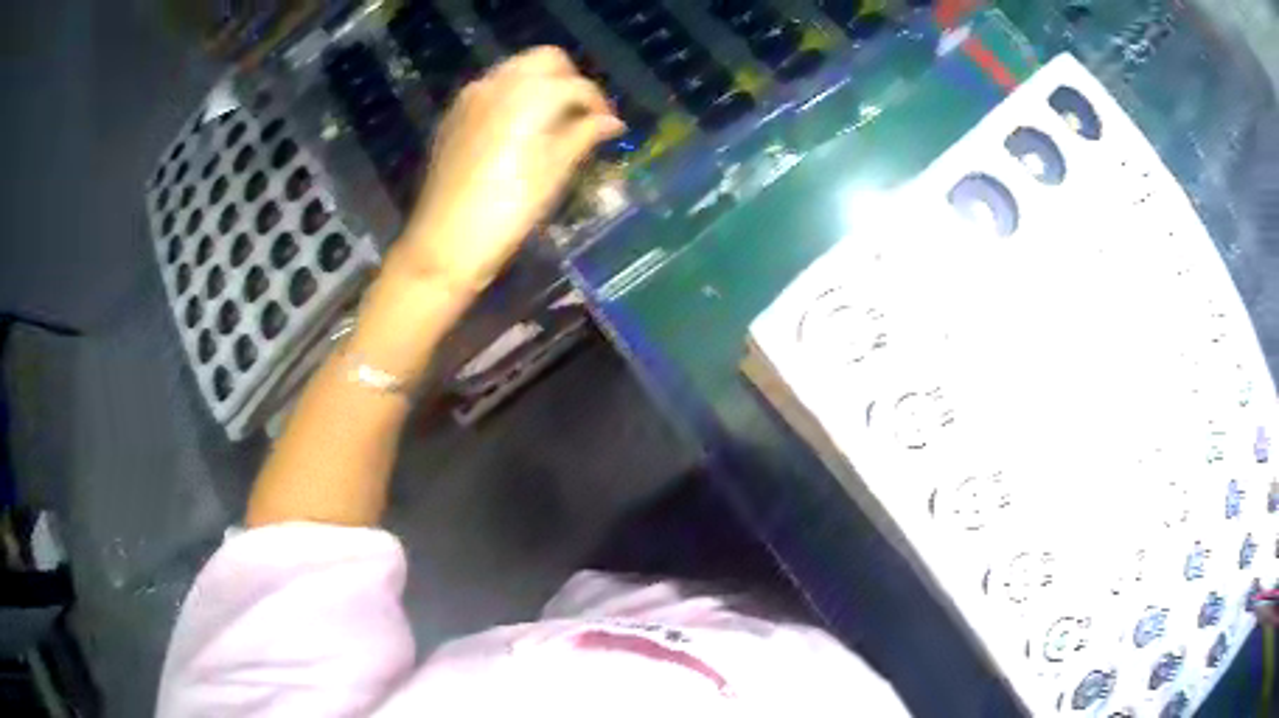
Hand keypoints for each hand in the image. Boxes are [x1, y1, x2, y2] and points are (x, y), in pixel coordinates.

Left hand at [398, 46, 625, 292]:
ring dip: (540, 86)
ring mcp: (470, 98)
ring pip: (515, 71)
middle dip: (569, 81)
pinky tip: (520, 129)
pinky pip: (491, 90)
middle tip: (582, 115)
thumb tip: (612, 123)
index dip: (599, 103)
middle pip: (544, 60)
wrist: (444, 243)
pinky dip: (513, 97)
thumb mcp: (554, 173)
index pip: (576, 84)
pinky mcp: (454, 116)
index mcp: (527, 94)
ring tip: (553, 122)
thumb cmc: (508, 211)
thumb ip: (584, 136)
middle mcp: (497, 83)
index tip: (610, 127)